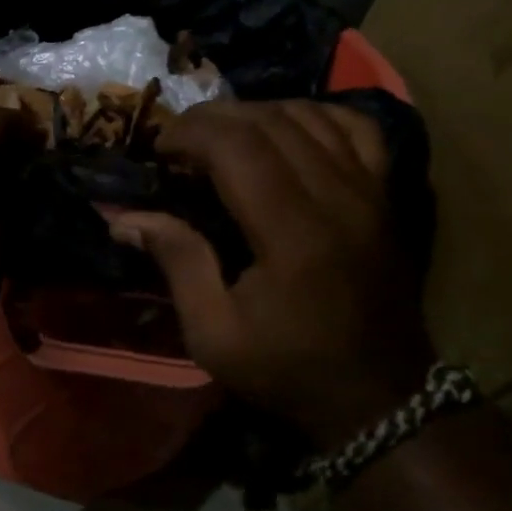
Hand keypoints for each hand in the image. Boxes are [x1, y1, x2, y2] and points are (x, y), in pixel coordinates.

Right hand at [109, 100, 432, 448]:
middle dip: (213, 118)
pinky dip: (315, 114)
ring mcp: (370, 191)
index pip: (238, 147)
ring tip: (222, 134)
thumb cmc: (289, 369)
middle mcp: (337, 198)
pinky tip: (286, 127)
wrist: (379, 398)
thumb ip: (178, 263)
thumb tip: (124, 217)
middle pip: (269, 122)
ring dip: (256, 112)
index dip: (190, 133)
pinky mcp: (387, 195)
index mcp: (292, 234)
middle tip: (179, 139)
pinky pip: (355, 127)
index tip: (159, 149)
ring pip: (309, 114)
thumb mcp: (214, 335)